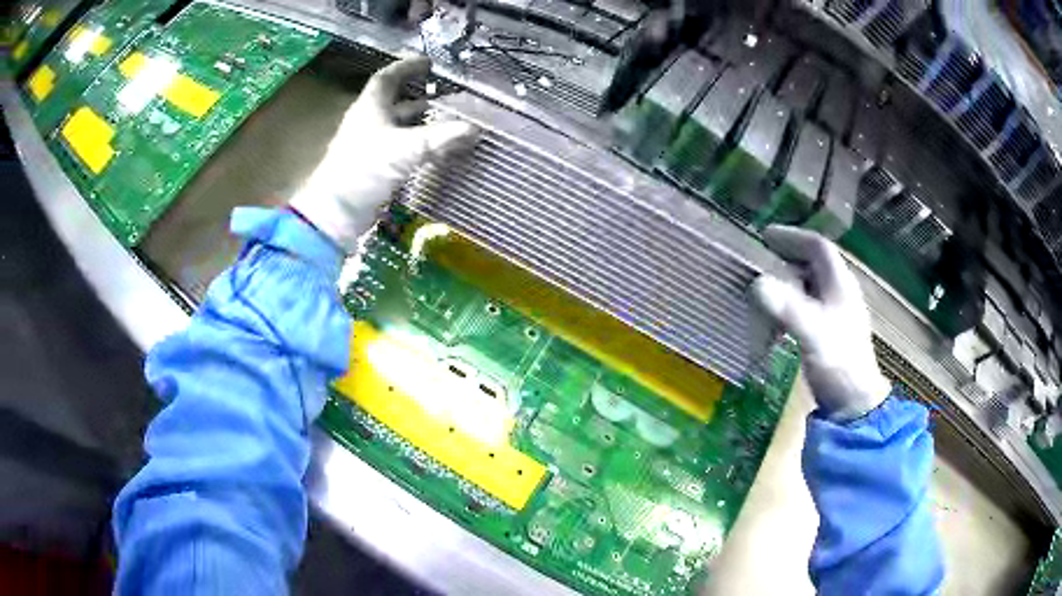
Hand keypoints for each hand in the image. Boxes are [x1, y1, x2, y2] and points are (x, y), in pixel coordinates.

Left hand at [290, 56, 478, 251]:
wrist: (336, 212)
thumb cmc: (364, 169)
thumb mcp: (405, 149)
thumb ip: (440, 138)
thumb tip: (474, 128)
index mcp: (370, 108)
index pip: (387, 78)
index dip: (407, 67)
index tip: (428, 63)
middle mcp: (369, 122)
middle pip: (395, 102)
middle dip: (420, 97)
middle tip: (446, 96)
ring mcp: (370, 146)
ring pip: (398, 127)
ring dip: (421, 123)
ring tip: (447, 122)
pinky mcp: (373, 167)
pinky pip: (399, 149)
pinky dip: (418, 146)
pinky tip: (436, 151)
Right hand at [752, 225, 890, 420]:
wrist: (854, 403)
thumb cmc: (838, 364)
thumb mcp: (813, 334)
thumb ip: (788, 308)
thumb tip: (758, 282)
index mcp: (840, 285)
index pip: (818, 247)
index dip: (793, 237)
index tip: (766, 236)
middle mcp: (841, 292)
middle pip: (816, 262)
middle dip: (789, 254)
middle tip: (762, 256)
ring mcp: (837, 312)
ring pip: (813, 282)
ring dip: (790, 276)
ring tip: (766, 280)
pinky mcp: (831, 330)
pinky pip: (810, 302)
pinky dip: (792, 298)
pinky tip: (779, 312)